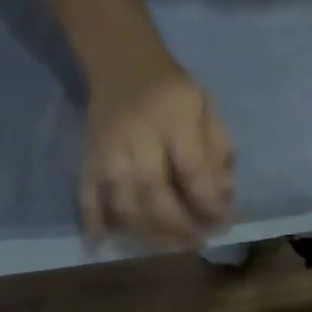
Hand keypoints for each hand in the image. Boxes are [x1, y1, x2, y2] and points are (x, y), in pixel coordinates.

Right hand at [81, 63, 233, 245]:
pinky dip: (93, 221)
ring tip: (169, 248)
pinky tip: (103, 244)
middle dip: (179, 225)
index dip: (210, 203)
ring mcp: (107, 151)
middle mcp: (137, 139)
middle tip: (198, 243)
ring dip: (147, 232)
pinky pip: (86, 194)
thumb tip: (224, 195)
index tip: (224, 222)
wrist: (123, 62)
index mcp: (174, 123)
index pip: (193, 172)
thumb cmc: (176, 91)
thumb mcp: (208, 109)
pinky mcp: (87, 158)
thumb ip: (218, 151)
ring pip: (123, 202)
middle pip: (155, 194)